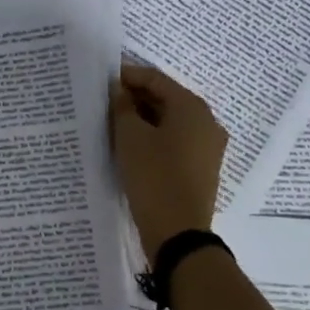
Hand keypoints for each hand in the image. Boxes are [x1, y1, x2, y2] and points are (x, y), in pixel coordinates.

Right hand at [110, 60, 226, 258]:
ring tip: (113, 123)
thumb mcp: (130, 138)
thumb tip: (119, 90)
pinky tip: (131, 146)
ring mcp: (207, 146)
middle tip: (104, 102)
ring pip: (170, 121)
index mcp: (192, 107)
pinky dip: (154, 137)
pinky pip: (175, 141)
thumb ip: (122, 107)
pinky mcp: (201, 168)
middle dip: (135, 98)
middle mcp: (206, 121)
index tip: (102, 79)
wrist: (178, 233)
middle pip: (166, 98)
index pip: (155, 79)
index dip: (128, 76)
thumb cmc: (153, 176)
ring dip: (143, 118)